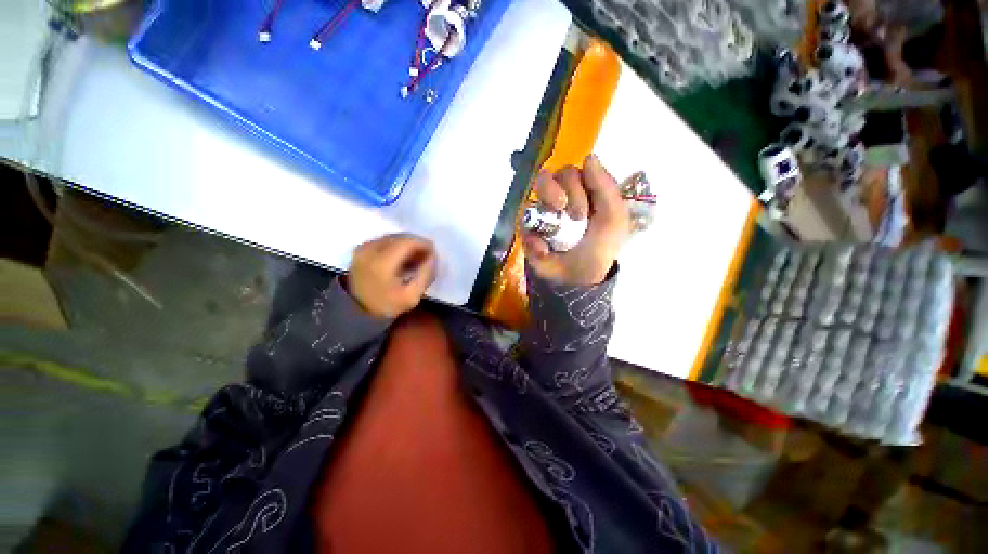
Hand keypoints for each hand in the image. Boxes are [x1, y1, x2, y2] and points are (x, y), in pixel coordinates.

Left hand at [346, 234, 436, 318]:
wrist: (357, 312)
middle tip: (427, 255)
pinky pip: (382, 241)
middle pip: (399, 238)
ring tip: (416, 257)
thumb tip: (432, 257)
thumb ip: (425, 275)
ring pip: (391, 238)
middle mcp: (370, 250)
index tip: (434, 253)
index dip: (424, 244)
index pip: (408, 242)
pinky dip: (395, 246)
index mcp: (382, 262)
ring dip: (406, 244)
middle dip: (416, 244)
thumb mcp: (412, 296)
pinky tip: (401, 257)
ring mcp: (363, 249)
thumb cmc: (387, 305)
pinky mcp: (360, 250)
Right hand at [522, 155, 630, 285]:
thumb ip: (606, 188)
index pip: (576, 170)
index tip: (589, 204)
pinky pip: (525, 219)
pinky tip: (545, 249)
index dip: (582, 181)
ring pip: (538, 186)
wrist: (577, 278)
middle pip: (556, 174)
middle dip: (569, 191)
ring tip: (557, 215)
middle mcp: (561, 196)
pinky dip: (535, 234)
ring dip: (549, 197)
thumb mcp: (614, 219)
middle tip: (576, 215)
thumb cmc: (599, 249)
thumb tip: (589, 156)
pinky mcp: (528, 228)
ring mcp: (543, 210)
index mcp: (583, 192)